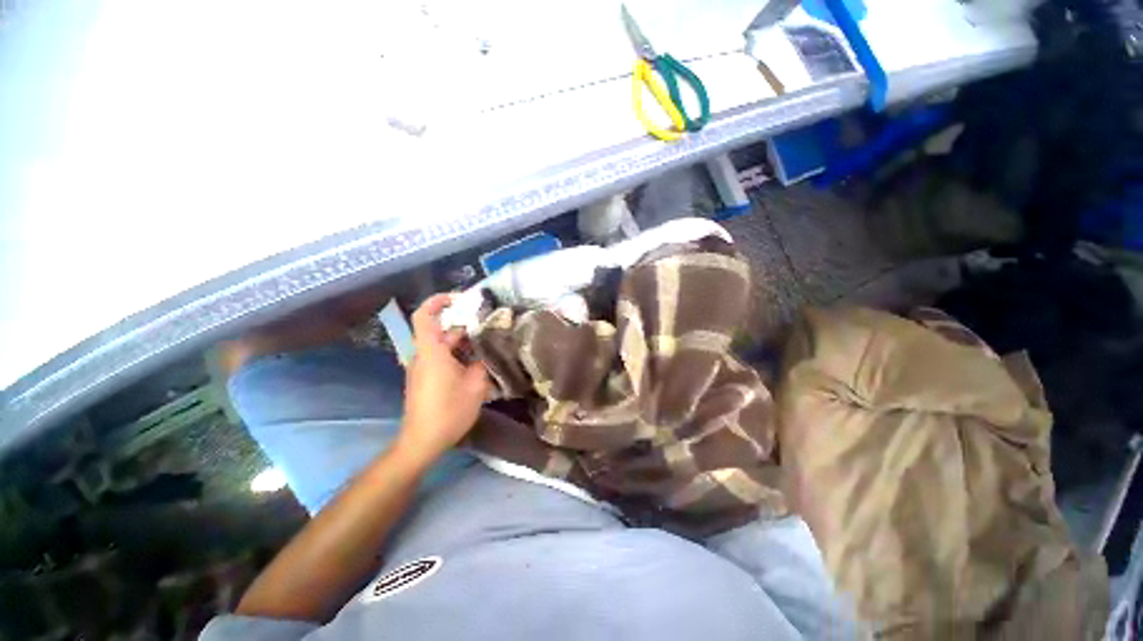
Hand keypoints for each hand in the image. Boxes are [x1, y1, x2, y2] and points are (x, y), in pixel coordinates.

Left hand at [396, 294, 489, 468]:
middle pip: (439, 331)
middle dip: (462, 326)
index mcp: (431, 352)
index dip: (437, 301)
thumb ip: (482, 363)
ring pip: (442, 346)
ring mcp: (422, 368)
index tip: (458, 299)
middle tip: (487, 327)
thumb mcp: (475, 385)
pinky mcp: (424, 379)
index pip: (424, 316)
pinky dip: (457, 355)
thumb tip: (487, 350)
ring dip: (463, 343)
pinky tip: (476, 365)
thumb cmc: (448, 411)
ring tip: (487, 346)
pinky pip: (441, 358)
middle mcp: (423, 356)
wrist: (422, 441)